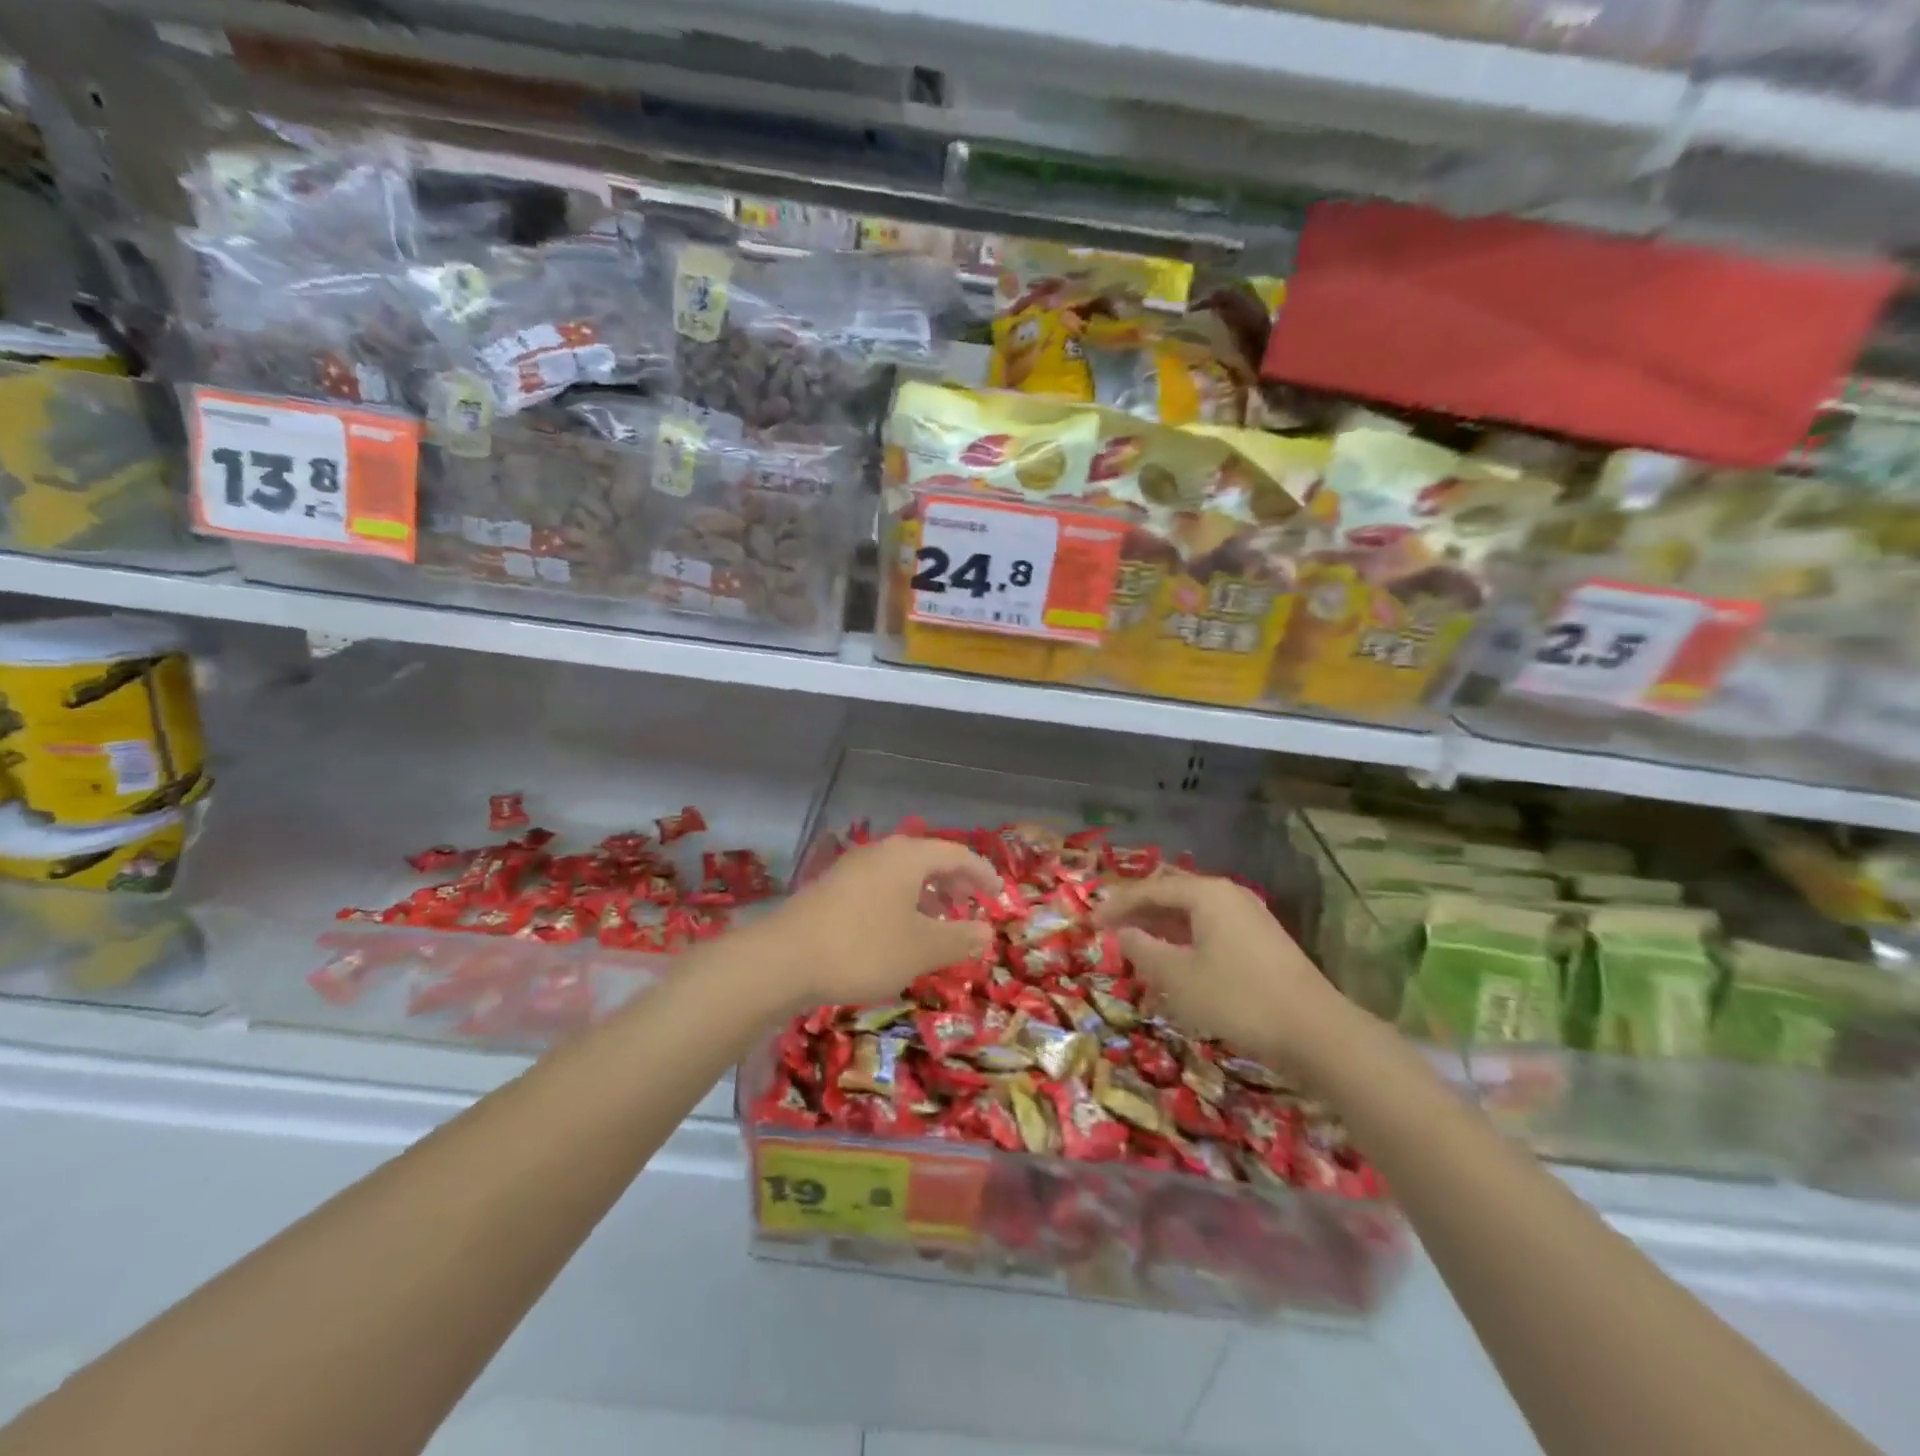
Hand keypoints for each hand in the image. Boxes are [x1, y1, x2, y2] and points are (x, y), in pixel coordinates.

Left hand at [758, 836, 998, 1008]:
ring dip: (926, 896)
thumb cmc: (863, 948)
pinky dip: (900, 904)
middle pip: (927, 860)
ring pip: (901, 875)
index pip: (957, 853)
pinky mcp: (831, 889)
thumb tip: (988, 931)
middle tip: (970, 909)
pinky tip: (896, 934)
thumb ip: (960, 938)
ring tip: (937, 925)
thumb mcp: (922, 949)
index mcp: (907, 857)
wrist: (782, 959)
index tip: (998, 895)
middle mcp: (880, 853)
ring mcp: (852, 869)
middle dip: (953, 883)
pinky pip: (879, 888)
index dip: (982, 873)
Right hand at [1094, 870, 1359, 1078]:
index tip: (1089, 922)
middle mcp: (1228, 895)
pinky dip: (1184, 940)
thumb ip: (1144, 950)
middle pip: (1172, 895)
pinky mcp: (1261, 942)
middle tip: (1108, 929)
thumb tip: (1123, 934)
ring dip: (1160, 927)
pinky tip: (1173, 962)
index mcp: (1206, 893)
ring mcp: (1249, 917)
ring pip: (1192, 914)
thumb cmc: (1238, 999)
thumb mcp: (1179, 977)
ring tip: (1134, 945)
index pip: (1150, 889)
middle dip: (1138, 911)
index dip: (1116, 905)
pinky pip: (1210, 929)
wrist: (1317, 1032)